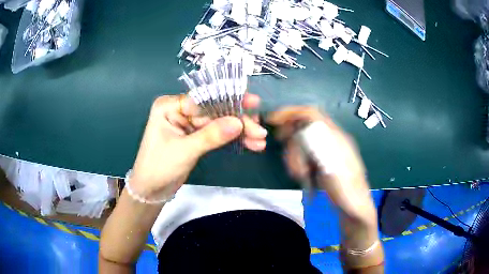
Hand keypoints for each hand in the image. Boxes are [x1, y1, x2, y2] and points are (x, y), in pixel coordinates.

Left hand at [130, 93, 266, 199]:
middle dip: (238, 121)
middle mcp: (180, 110)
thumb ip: (211, 135)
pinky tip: (250, 144)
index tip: (252, 104)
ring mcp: (189, 123)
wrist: (151, 190)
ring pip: (219, 122)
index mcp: (170, 106)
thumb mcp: (184, 151)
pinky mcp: (196, 136)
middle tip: (260, 132)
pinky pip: (217, 134)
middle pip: (215, 111)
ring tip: (259, 141)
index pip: (203, 99)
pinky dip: (233, 139)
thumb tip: (238, 123)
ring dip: (240, 132)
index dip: (229, 101)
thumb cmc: (159, 167)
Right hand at [267, 107, 375, 224]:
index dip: (290, 112)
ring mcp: (325, 152)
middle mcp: (330, 139)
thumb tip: (304, 126)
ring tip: (299, 174)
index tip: (272, 120)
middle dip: (291, 141)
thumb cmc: (346, 189)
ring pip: (301, 143)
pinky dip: (298, 164)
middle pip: (303, 127)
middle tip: (287, 159)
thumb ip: (320, 143)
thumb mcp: (333, 165)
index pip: (311, 113)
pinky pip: (304, 156)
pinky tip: (302, 176)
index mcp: (336, 136)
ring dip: (294, 156)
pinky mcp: (321, 163)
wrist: (354, 208)